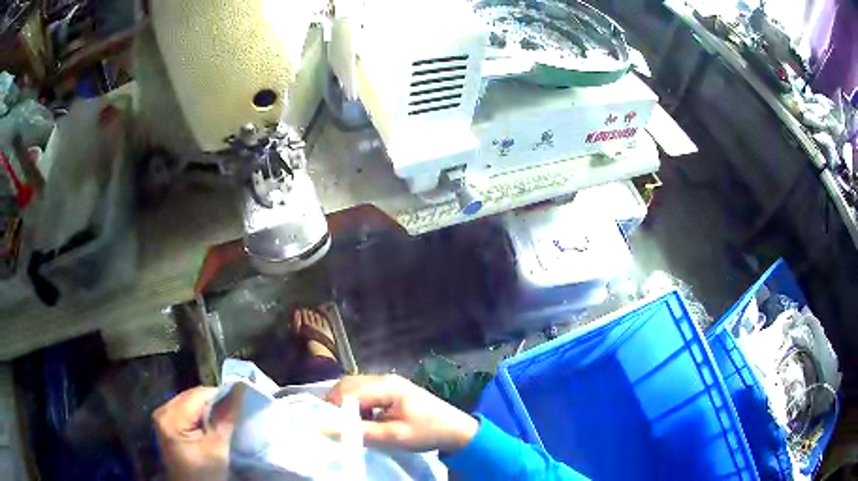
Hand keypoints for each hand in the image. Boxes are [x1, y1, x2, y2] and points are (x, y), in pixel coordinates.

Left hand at [153, 385, 241, 480]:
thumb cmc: (204, 475)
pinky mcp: (168, 424)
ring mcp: (163, 417)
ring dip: (209, 410)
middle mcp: (163, 411)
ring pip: (191, 402)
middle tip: (235, 416)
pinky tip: (212, 427)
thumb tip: (239, 388)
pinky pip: (187, 410)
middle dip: (215, 403)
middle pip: (193, 396)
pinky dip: (202, 416)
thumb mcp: (217, 450)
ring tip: (225, 422)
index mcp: (170, 417)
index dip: (222, 397)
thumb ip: (225, 418)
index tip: (241, 406)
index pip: (199, 394)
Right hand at [326, 374, 478, 452]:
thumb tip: (327, 429)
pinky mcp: (390, 391)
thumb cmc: (428, 432)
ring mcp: (387, 383)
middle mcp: (384, 379)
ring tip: (347, 425)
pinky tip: (361, 421)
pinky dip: (356, 405)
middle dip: (336, 404)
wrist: (456, 429)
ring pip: (354, 388)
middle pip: (348, 385)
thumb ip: (362, 432)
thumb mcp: (395, 436)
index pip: (348, 390)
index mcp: (386, 386)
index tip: (328, 426)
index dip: (334, 407)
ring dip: (346, 405)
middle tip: (334, 426)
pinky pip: (364, 393)